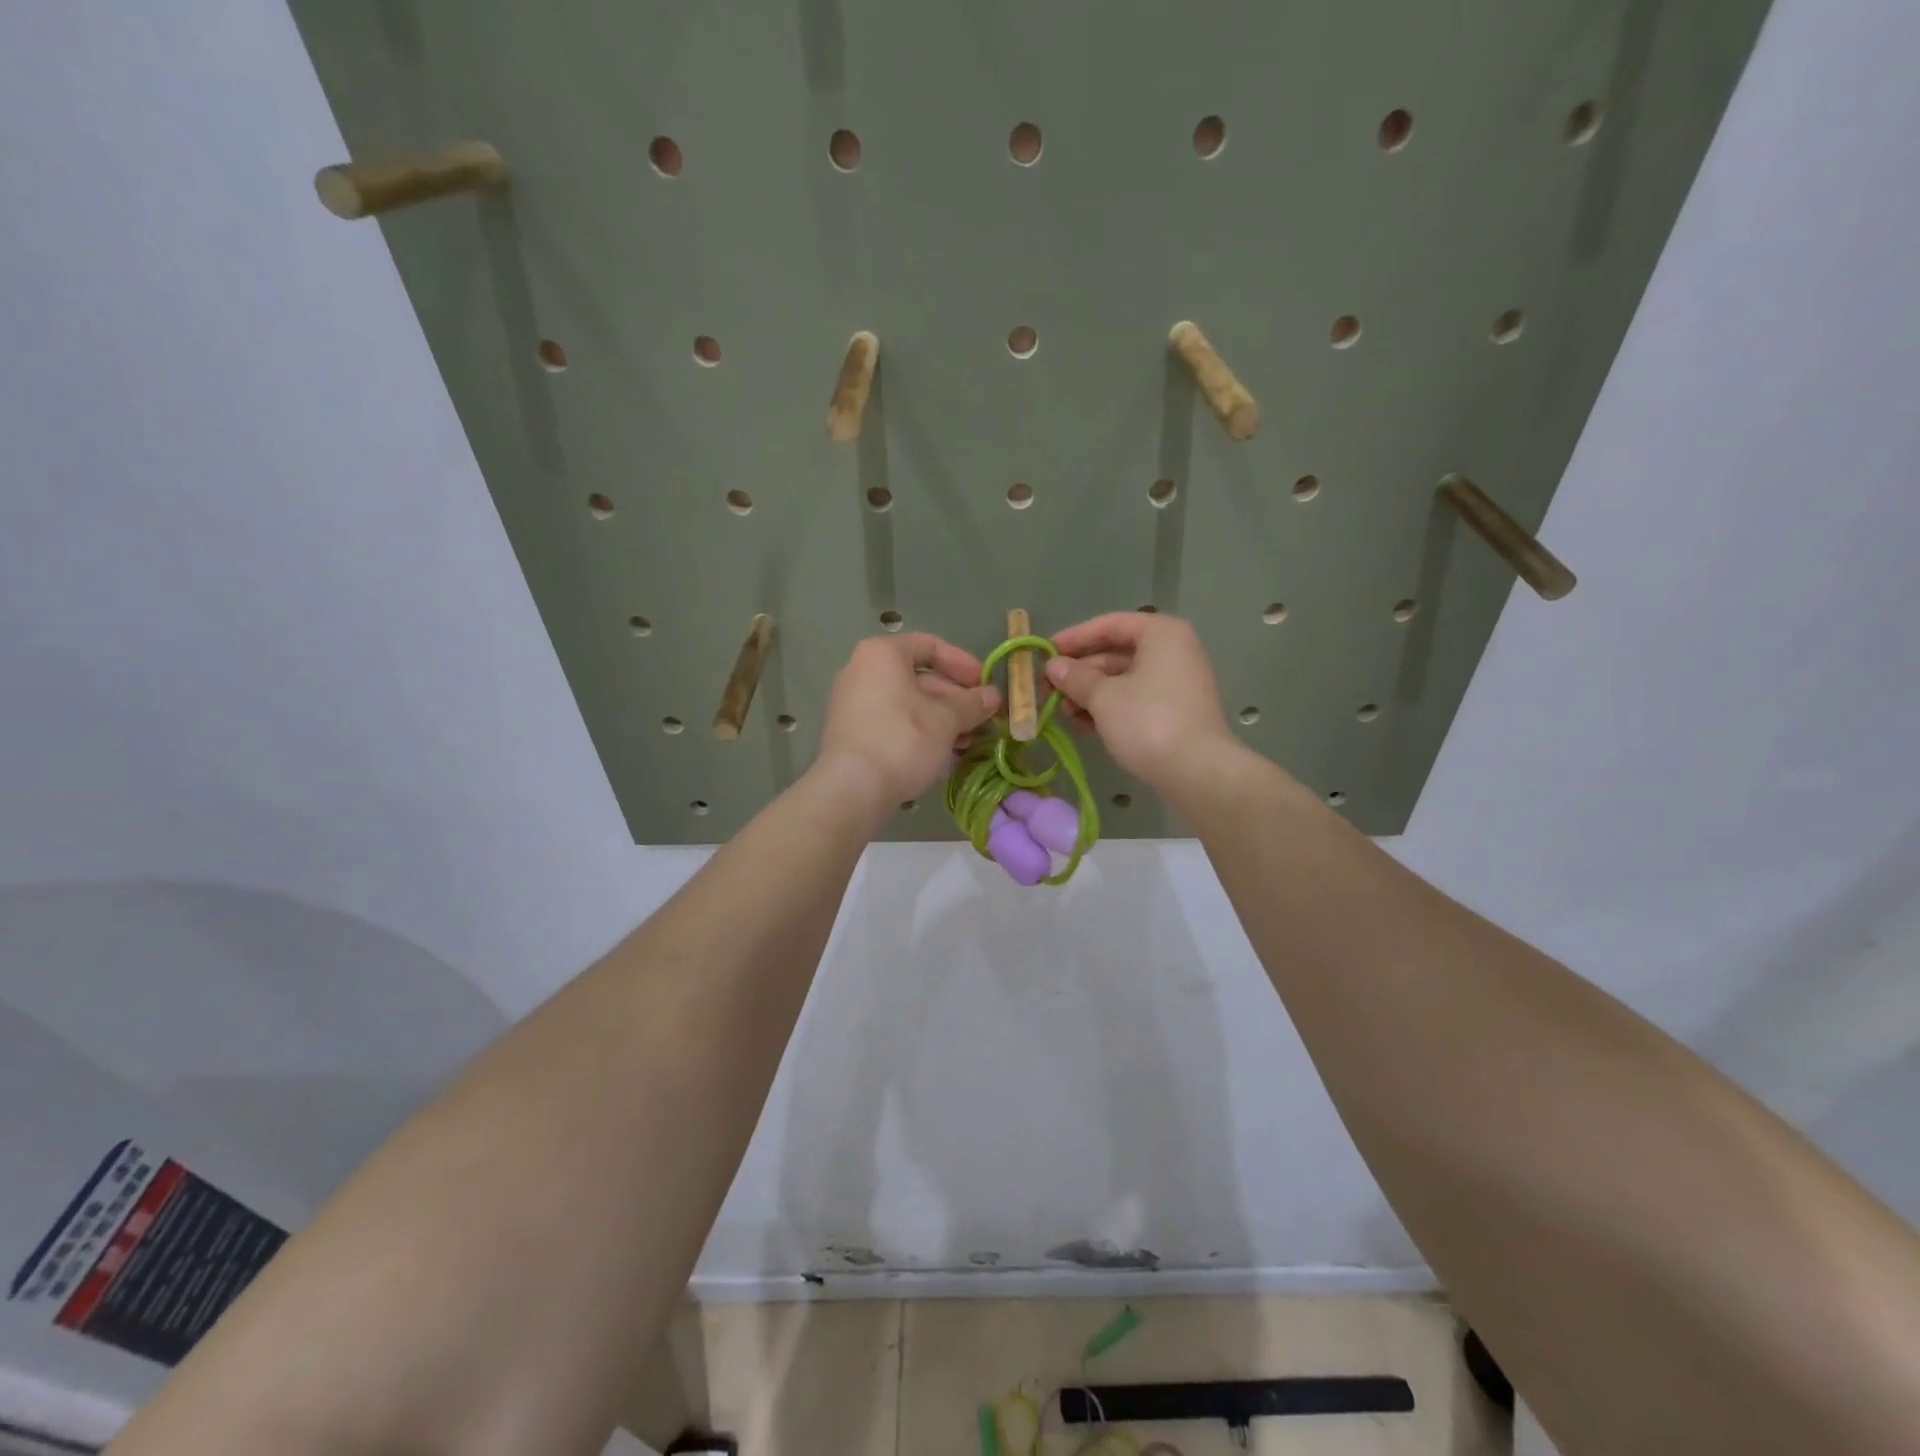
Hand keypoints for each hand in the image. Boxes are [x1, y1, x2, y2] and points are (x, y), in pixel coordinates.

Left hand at [814, 633, 1000, 811]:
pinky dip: (920, 732)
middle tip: (982, 718)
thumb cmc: (903, 740)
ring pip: (907, 703)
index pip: (929, 645)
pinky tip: (942, 754)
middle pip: (919, 677)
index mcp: (882, 654)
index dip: (962, 663)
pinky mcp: (852, 733)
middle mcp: (862, 671)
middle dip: (955, 698)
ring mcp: (853, 703)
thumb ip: (972, 704)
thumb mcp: (946, 720)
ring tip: (967, 742)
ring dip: (941, 719)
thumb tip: (992, 697)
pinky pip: (893, 723)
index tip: (984, 684)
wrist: (852, 789)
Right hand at [1044, 612, 1235, 788]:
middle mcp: (1172, 651)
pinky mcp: (1174, 712)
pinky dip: (1108, 709)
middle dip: (1079, 673)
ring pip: (1122, 680)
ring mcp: (1176, 683)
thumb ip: (1075, 677)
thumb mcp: (1103, 697)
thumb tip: (1053, 667)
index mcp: (1160, 634)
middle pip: (1115, 654)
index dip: (1074, 638)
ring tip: (1063, 713)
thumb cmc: (1148, 722)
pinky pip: (1134, 700)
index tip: (1044, 653)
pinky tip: (1084, 726)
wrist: (1197, 772)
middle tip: (1047, 689)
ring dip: (1089, 694)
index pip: (1109, 625)